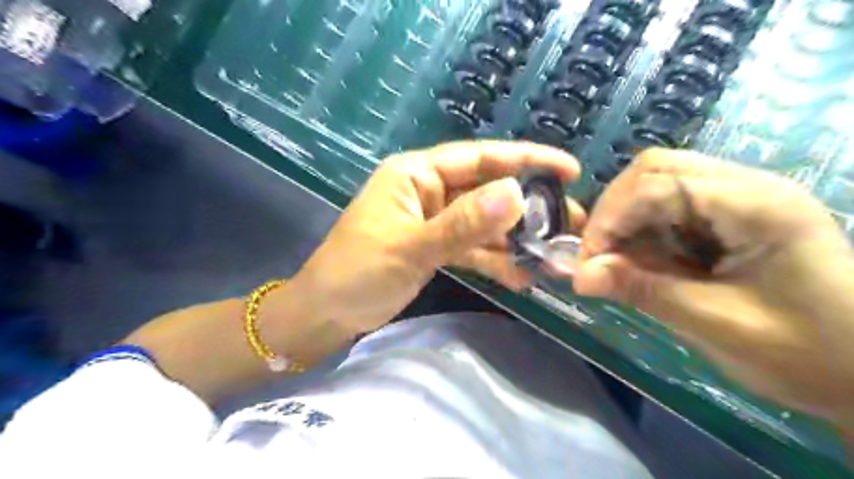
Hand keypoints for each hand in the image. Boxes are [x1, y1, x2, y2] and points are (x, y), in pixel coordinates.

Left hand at [290, 141, 582, 337]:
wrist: (324, 313)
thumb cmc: (357, 273)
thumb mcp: (411, 246)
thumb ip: (463, 223)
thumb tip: (517, 195)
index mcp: (416, 174)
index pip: (478, 157)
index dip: (524, 159)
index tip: (567, 168)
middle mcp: (428, 190)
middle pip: (486, 190)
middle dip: (527, 207)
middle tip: (571, 223)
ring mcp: (433, 220)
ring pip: (483, 222)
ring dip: (515, 239)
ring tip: (554, 256)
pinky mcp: (434, 247)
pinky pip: (471, 247)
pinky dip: (494, 259)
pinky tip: (522, 276)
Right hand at [574, 147, 853, 425]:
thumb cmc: (805, 352)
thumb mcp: (716, 324)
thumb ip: (643, 291)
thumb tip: (578, 276)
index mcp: (756, 205)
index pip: (656, 184)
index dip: (609, 220)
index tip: (586, 263)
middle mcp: (746, 185)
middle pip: (654, 169)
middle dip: (613, 211)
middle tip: (597, 255)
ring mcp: (739, 196)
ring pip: (657, 182)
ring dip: (625, 218)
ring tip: (616, 259)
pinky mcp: (729, 214)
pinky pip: (668, 205)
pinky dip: (643, 228)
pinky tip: (643, 258)